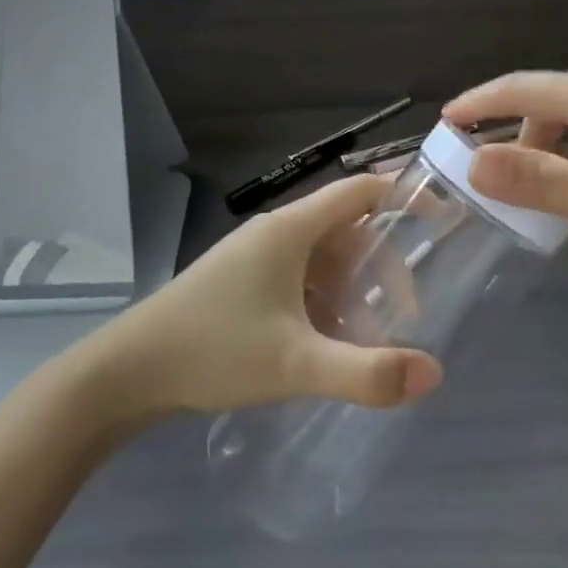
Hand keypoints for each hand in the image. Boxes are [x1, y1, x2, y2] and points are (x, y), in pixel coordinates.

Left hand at [92, 175, 444, 416]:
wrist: (126, 373)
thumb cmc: (213, 350)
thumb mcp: (295, 363)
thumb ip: (366, 372)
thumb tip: (433, 375)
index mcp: (291, 230)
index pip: (360, 192)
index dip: (403, 198)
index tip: (441, 220)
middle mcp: (275, 233)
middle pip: (347, 233)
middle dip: (382, 270)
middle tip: (406, 316)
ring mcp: (255, 258)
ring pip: (323, 261)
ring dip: (353, 292)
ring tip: (369, 340)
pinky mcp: (242, 283)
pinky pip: (299, 280)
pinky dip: (324, 304)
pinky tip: (327, 345)